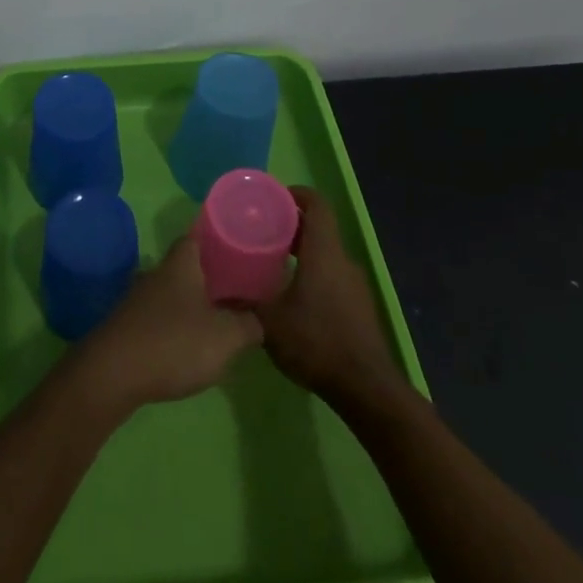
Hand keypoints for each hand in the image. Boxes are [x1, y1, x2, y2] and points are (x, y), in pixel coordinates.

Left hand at [70, 236, 262, 417]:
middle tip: (238, 290)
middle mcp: (157, 273)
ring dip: (193, 303)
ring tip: (219, 320)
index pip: (197, 237)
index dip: (218, 240)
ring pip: (172, 292)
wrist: (113, 373)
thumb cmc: (174, 343)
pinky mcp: (128, 325)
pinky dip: (176, 324)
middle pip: (186, 266)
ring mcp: (138, 299)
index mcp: (180, 264)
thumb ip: (249, 324)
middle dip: (210, 276)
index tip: (239, 249)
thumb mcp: (226, 337)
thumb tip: (260, 318)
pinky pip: (159, 316)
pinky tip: (190, 345)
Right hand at [255, 187, 404, 409]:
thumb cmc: (316, 342)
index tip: (272, 197)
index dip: (296, 194)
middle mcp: (343, 261)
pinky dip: (312, 272)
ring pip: (326, 253)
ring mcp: (355, 285)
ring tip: (271, 261)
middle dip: (291, 223)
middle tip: (261, 229)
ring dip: (302, 250)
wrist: (366, 388)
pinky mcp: (359, 306)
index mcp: (324, 253)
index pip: (317, 205)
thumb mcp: (268, 322)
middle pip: (319, 228)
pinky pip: (332, 275)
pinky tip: (291, 294)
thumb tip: (216, 293)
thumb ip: (243, 302)